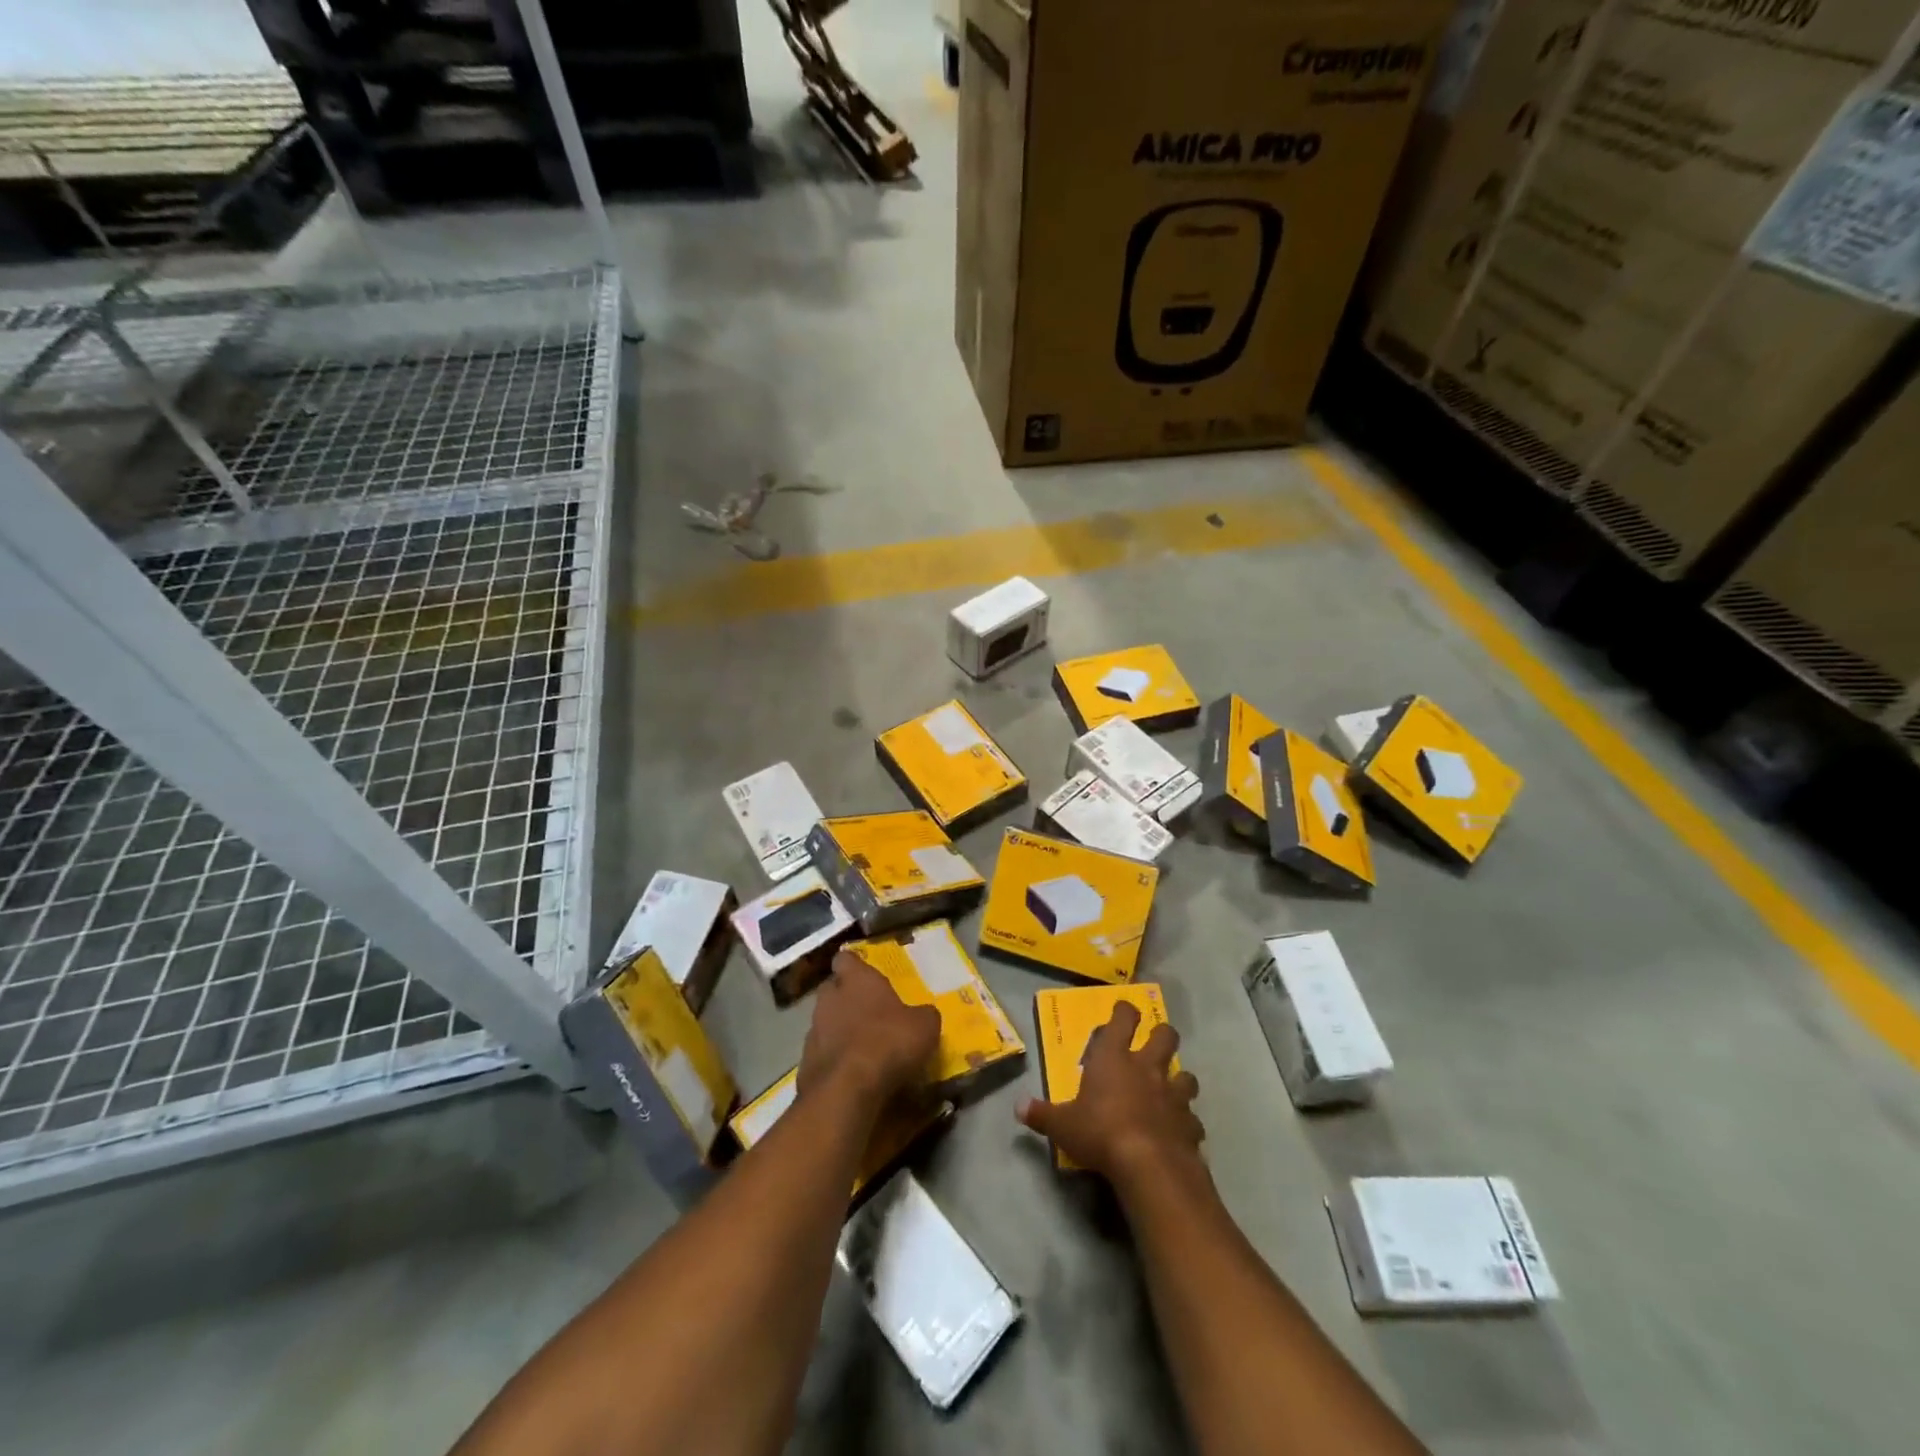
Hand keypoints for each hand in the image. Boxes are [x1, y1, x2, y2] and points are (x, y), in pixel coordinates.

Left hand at [798, 950, 940, 1111]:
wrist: (847, 1091)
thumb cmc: (888, 1043)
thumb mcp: (924, 1026)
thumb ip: (922, 1014)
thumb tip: (923, 1015)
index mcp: (857, 979)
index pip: (846, 959)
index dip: (854, 965)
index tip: (864, 973)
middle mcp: (830, 998)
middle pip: (832, 988)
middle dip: (844, 996)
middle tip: (865, 1009)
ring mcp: (813, 1030)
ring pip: (824, 1021)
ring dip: (837, 1028)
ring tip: (859, 1045)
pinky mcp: (805, 1062)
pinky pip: (821, 1052)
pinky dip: (832, 1058)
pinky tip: (849, 1072)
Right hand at [1017, 1001, 1202, 1184]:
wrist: (1149, 1165)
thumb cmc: (1100, 1132)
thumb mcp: (1062, 1125)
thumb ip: (1042, 1114)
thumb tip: (1018, 1107)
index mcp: (1115, 1057)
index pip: (1124, 1018)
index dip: (1125, 1011)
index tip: (1123, 1012)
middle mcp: (1147, 1067)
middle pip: (1165, 1035)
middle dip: (1161, 1035)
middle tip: (1152, 1045)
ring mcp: (1173, 1095)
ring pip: (1186, 1075)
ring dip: (1179, 1080)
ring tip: (1170, 1091)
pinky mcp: (1190, 1124)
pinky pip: (1192, 1119)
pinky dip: (1186, 1124)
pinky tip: (1178, 1133)